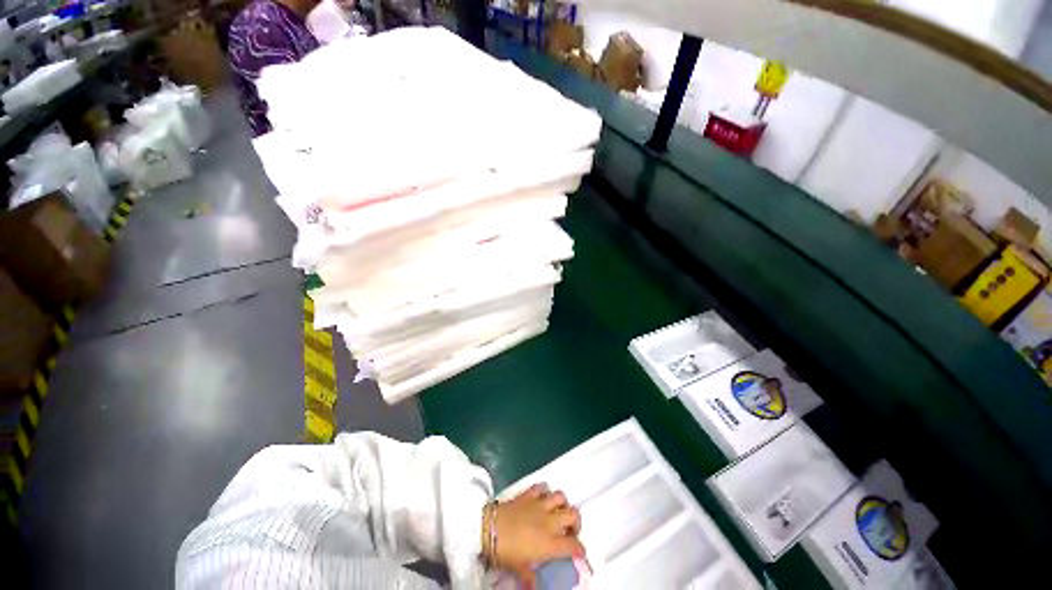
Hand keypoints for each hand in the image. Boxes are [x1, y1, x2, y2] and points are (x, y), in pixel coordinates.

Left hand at [483, 484, 585, 589]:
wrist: (488, 528)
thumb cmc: (506, 551)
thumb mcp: (519, 569)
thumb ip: (530, 578)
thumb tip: (534, 589)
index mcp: (550, 542)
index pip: (574, 545)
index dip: (580, 549)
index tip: (579, 553)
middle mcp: (550, 521)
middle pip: (573, 514)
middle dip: (576, 522)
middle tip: (570, 530)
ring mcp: (540, 504)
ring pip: (560, 496)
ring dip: (562, 503)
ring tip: (557, 511)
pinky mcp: (528, 494)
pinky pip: (542, 487)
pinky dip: (545, 491)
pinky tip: (541, 498)